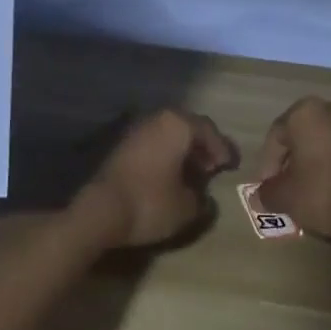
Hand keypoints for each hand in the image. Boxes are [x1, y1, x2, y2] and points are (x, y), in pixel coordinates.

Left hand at [74, 108, 237, 249]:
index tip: (231, 165)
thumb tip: (203, 197)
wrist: (100, 210)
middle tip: (212, 167)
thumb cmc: (150, 202)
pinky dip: (164, 155)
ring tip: (191, 173)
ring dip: (182, 150)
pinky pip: (152, 144)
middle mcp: (157, 119)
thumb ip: (202, 200)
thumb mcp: (186, 207)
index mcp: (177, 125)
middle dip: (202, 146)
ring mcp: (135, 130)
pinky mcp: (120, 145)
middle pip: (187, 127)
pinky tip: (168, 176)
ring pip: (167, 134)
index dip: (222, 148)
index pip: (208, 130)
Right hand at [255, 97, 330, 238]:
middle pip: (306, 135)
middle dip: (296, 160)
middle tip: (291, 187)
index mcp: (307, 112)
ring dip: (322, 162)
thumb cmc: (326, 192)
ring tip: (317, 192)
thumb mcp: (287, 197)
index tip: (269, 188)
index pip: (276, 135)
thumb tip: (260, 196)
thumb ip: (268, 193)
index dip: (268, 164)